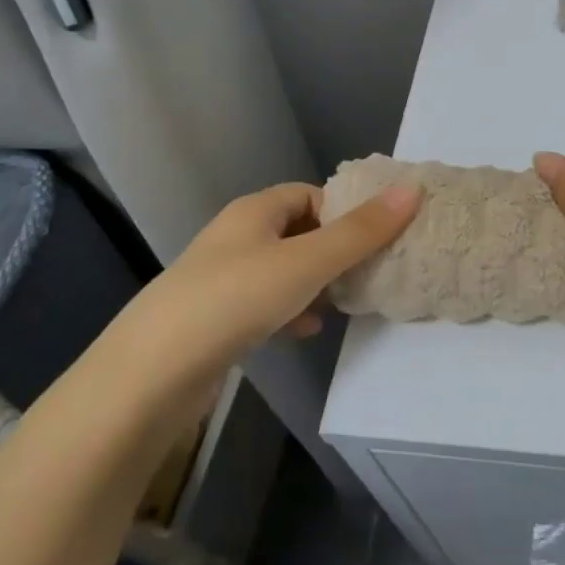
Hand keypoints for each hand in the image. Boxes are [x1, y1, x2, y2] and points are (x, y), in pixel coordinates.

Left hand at [147, 180, 421, 358]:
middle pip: (298, 231)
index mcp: (254, 211)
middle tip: (367, 271)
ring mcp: (221, 279)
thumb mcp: (307, 262)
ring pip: (282, 270)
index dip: (344, 210)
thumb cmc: (234, 299)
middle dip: (333, 250)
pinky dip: (289, 310)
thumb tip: (413, 190)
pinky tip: (304, 331)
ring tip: (342, 302)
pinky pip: (263, 303)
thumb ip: (361, 232)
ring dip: (314, 283)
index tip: (375, 237)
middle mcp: (236, 236)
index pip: (310, 194)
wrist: (150, 374)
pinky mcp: (213, 319)